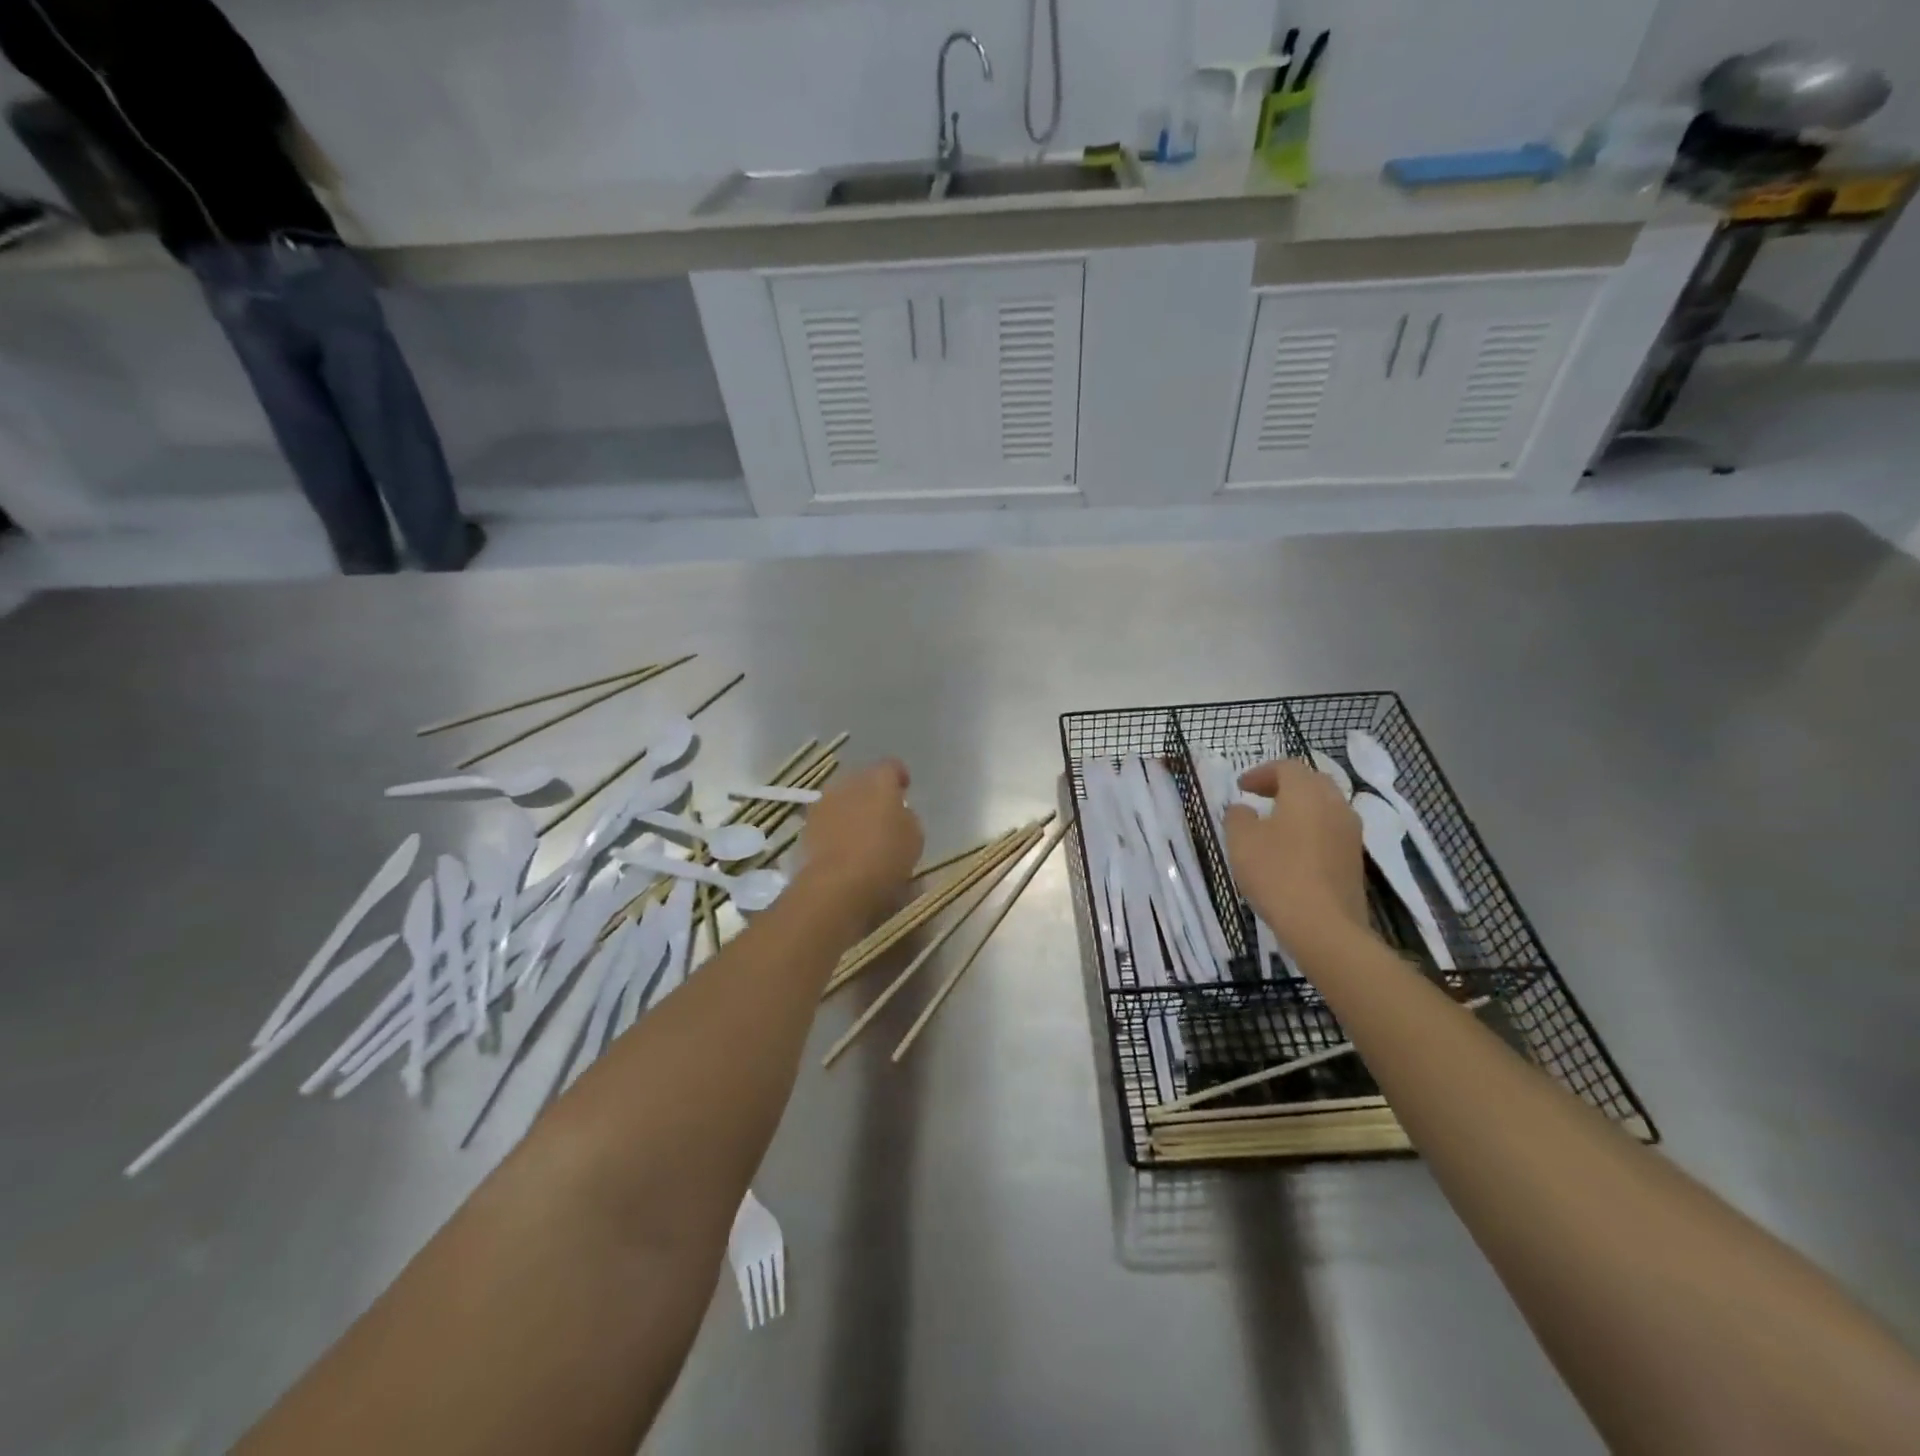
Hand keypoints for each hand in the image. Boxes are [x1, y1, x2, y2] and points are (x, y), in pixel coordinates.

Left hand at [797, 759, 922, 919]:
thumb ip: (906, 817)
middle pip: (863, 780)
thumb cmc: (886, 856)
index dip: (899, 777)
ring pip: (842, 799)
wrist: (838, 884)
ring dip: (852, 810)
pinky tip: (844, 847)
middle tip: (883, 814)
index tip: (905, 789)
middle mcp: (848, 783)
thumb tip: (898, 813)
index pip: (891, 767)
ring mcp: (823, 803)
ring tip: (862, 833)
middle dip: (873, 793)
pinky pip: (827, 820)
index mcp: (879, 780)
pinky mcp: (807, 826)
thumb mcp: (914, 837)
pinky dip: (836, 828)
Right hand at [1223, 759, 1371, 954]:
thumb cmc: (1277, 874)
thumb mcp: (1241, 841)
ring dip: (1300, 808)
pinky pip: (1331, 832)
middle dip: (1284, 786)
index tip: (1241, 787)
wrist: (1324, 926)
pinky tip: (1293, 852)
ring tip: (1275, 825)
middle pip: (1312, 782)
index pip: (1287, 767)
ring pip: (1325, 807)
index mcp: (1307, 793)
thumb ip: (1238, 817)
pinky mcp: (1354, 860)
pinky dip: (1311, 830)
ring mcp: (1350, 834)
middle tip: (1260, 797)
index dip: (1261, 773)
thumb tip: (1244, 809)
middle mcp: (1335, 806)